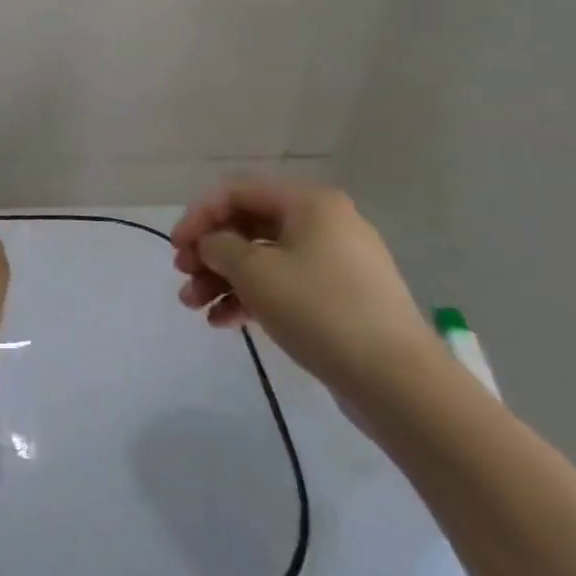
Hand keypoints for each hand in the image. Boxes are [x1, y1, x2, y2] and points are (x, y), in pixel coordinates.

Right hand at [170, 178, 442, 408]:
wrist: (399, 383)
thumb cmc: (320, 309)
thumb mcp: (255, 272)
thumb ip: (219, 247)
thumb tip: (212, 244)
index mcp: (309, 202)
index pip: (237, 192)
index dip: (199, 216)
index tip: (176, 248)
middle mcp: (324, 223)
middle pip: (249, 226)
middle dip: (210, 253)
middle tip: (183, 278)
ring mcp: (336, 262)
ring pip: (264, 259)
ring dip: (224, 279)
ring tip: (195, 308)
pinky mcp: (341, 298)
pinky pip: (285, 285)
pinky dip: (252, 298)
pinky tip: (223, 322)